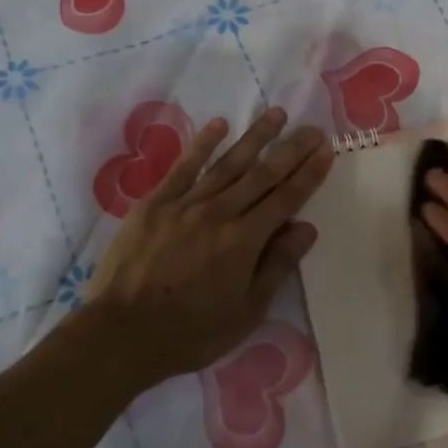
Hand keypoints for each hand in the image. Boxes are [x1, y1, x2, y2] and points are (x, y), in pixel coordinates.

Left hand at [84, 108, 331, 388]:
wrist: (121, 333)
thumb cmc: (190, 331)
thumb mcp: (246, 311)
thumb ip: (277, 265)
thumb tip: (306, 228)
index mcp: (244, 240)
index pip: (286, 199)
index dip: (309, 174)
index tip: (326, 150)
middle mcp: (219, 212)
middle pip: (263, 175)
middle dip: (291, 150)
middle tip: (312, 128)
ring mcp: (185, 204)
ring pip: (228, 163)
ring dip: (255, 137)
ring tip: (276, 114)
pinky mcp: (155, 203)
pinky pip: (184, 166)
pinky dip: (203, 144)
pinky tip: (219, 125)